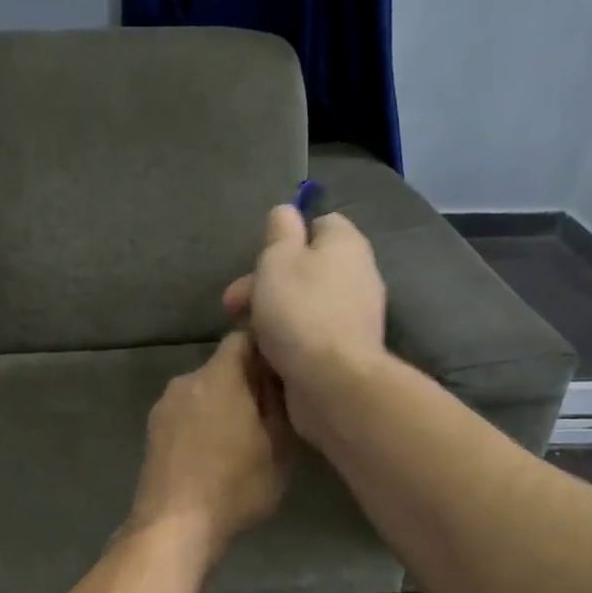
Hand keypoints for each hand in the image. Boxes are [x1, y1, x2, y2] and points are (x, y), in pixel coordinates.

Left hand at [127, 330, 291, 561]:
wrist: (174, 524)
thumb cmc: (235, 485)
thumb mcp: (279, 448)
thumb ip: (279, 403)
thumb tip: (276, 377)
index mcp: (218, 377)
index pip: (242, 338)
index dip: (264, 348)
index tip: (281, 369)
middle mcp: (186, 381)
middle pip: (221, 368)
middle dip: (245, 383)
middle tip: (267, 414)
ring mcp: (164, 406)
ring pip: (202, 393)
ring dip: (221, 406)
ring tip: (240, 440)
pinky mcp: (152, 431)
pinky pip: (185, 414)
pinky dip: (201, 424)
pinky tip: (212, 454)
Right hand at [222, 205, 387, 417]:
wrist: (332, 381)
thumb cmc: (299, 312)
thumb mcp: (277, 261)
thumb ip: (280, 233)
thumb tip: (286, 211)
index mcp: (345, 244)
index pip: (320, 224)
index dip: (287, 237)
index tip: (260, 259)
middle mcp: (358, 274)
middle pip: (308, 267)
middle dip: (266, 282)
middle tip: (233, 304)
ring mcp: (355, 315)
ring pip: (306, 302)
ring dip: (273, 313)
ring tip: (244, 333)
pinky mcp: (347, 349)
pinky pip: (312, 333)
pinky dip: (289, 339)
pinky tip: (267, 352)